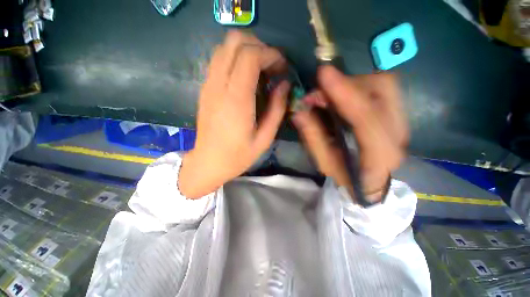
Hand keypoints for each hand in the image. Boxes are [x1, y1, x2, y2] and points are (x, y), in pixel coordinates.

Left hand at [179, 31, 289, 198]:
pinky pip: (219, 59)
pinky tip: (246, 77)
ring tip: (261, 70)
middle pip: (235, 41)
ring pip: (225, 46)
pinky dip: (235, 58)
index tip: (282, 67)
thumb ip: (277, 109)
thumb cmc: (238, 155)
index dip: (270, 54)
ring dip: (246, 50)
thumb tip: (285, 85)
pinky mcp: (205, 88)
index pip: (250, 56)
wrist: (208, 162)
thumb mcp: (265, 138)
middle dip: (259, 46)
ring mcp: (208, 85)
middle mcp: (219, 86)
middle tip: (272, 66)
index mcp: (236, 100)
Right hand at [292, 66, 408, 203]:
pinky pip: (381, 88)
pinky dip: (358, 86)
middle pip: (382, 90)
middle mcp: (398, 133)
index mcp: (380, 154)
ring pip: (384, 84)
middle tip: (321, 90)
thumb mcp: (324, 162)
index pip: (365, 117)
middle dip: (348, 83)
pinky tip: (342, 96)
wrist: (371, 181)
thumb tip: (299, 112)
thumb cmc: (345, 176)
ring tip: (329, 94)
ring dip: (352, 83)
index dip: (344, 93)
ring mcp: (402, 120)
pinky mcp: (397, 113)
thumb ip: (312, 137)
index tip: (323, 74)